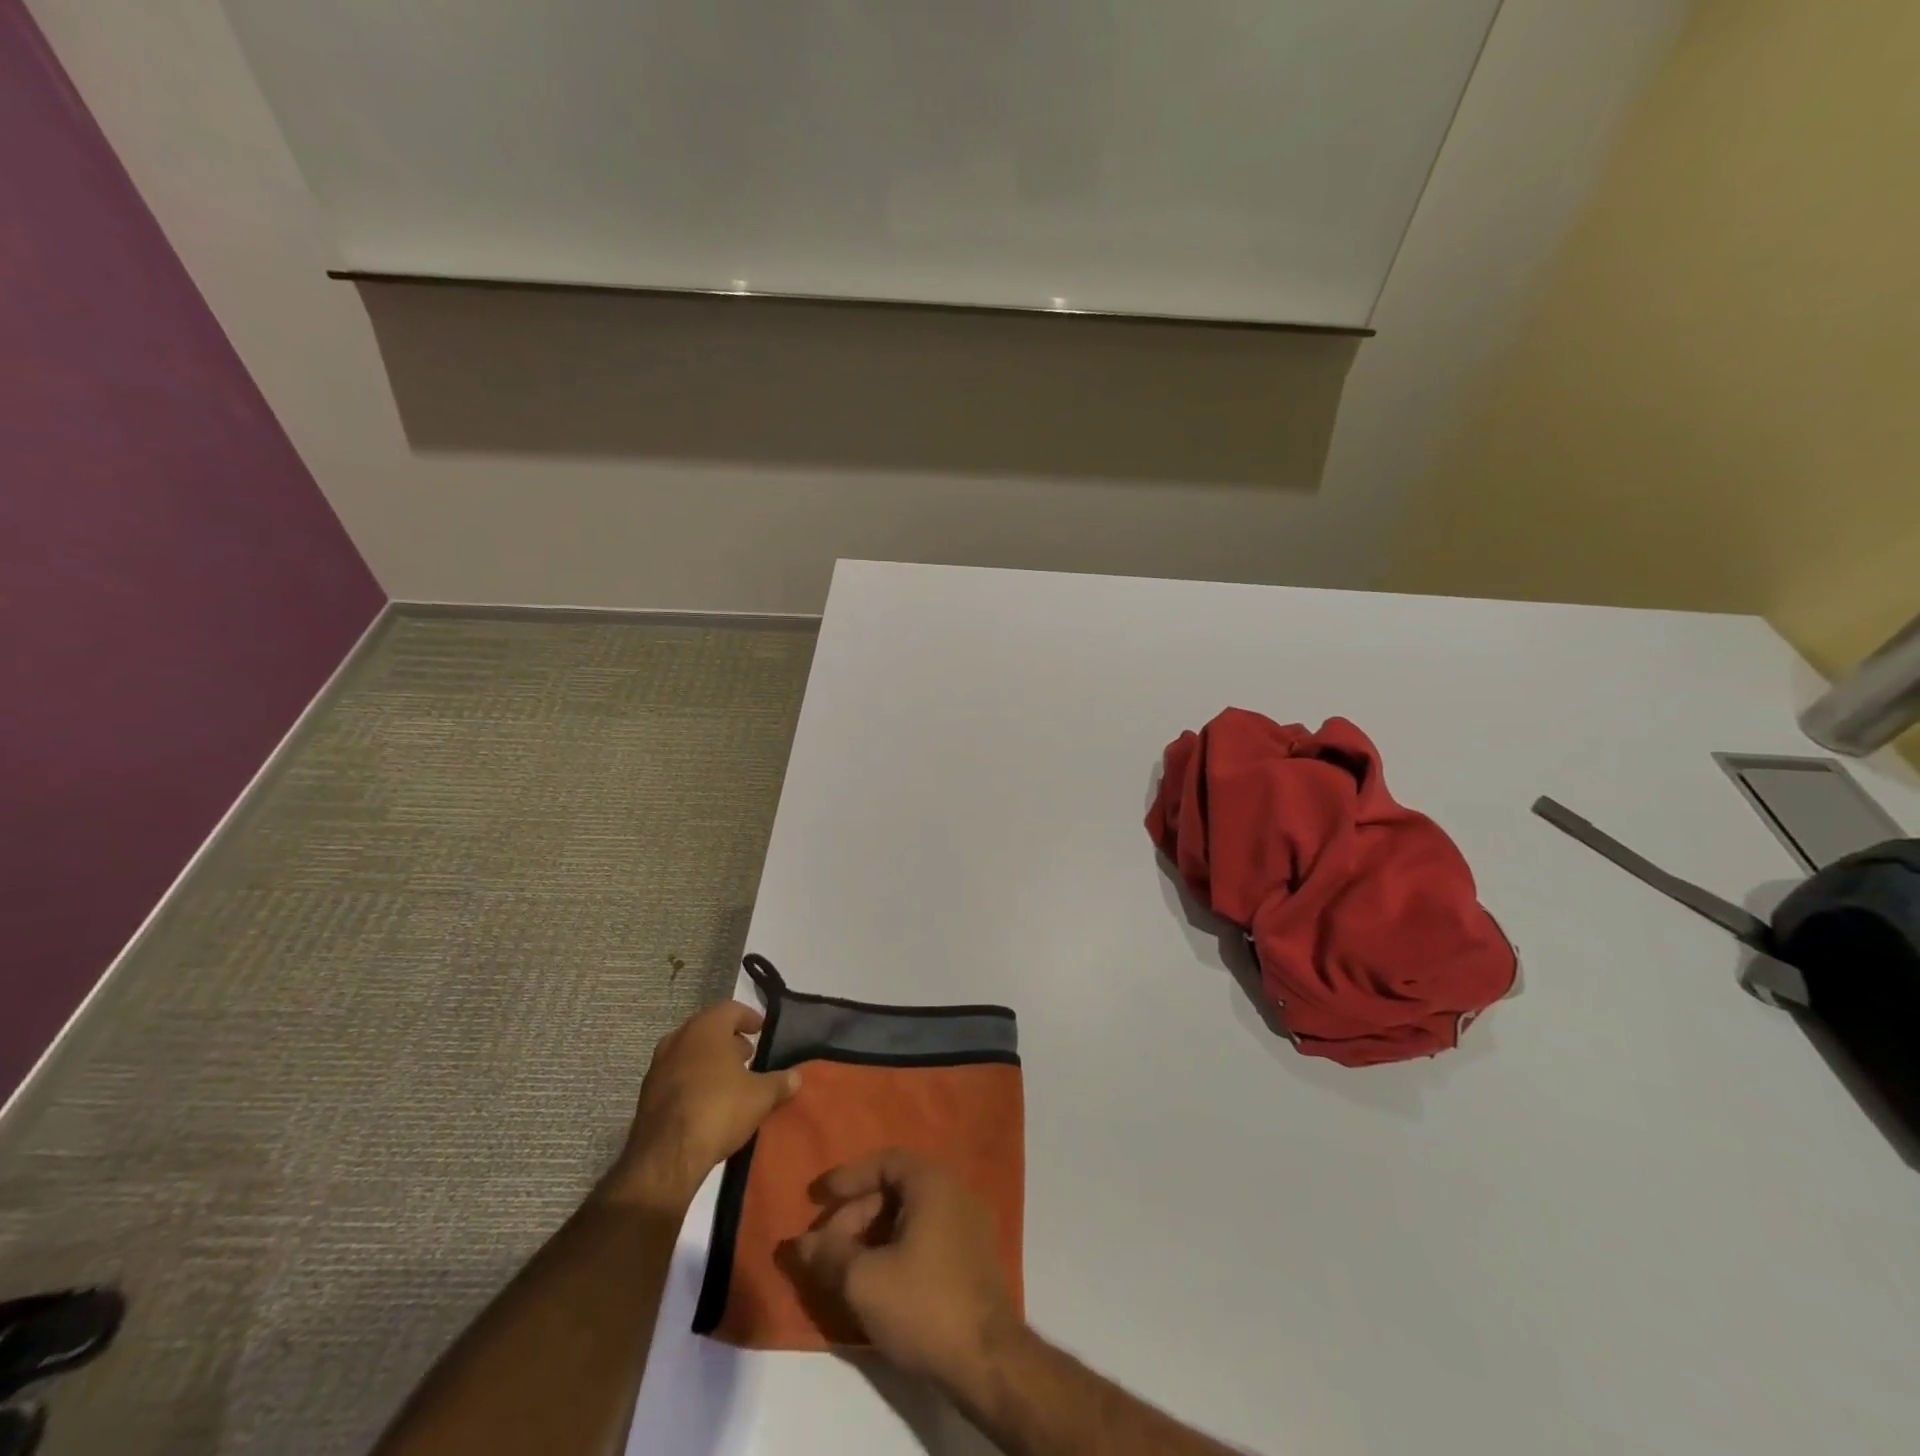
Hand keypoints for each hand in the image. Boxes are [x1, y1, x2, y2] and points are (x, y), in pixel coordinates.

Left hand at [604, 1001, 799, 1212]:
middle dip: (729, 1039)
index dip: (749, 1017)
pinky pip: (676, 1074)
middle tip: (748, 1054)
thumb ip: (780, 1082)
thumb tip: (797, 1076)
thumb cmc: (719, 1110)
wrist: (666, 1157)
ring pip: (689, 1051)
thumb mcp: (760, 1096)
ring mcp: (658, 1066)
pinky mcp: (647, 1093)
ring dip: (709, 1059)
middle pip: (708, 1028)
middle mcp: (679, 1038)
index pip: (730, 1009)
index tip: (761, 1030)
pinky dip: (693, 1078)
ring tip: (730, 1079)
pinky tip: (707, 1100)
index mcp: (706, 1028)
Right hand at [793, 1148, 1023, 1391]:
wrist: (988, 1361)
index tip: (818, 1198)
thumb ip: (828, 1255)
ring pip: (911, 1216)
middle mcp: (956, 1191)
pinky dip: (897, 1248)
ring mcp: (970, 1224)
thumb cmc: (924, 1305)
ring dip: (874, 1235)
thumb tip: (799, 1243)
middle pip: (896, 1189)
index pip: (884, 1161)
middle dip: (856, 1215)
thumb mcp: (864, 1281)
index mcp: (933, 1182)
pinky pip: (927, 1236)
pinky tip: (878, 1281)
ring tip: (846, 1269)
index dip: (848, 1178)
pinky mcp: (974, 1258)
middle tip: (826, 1247)